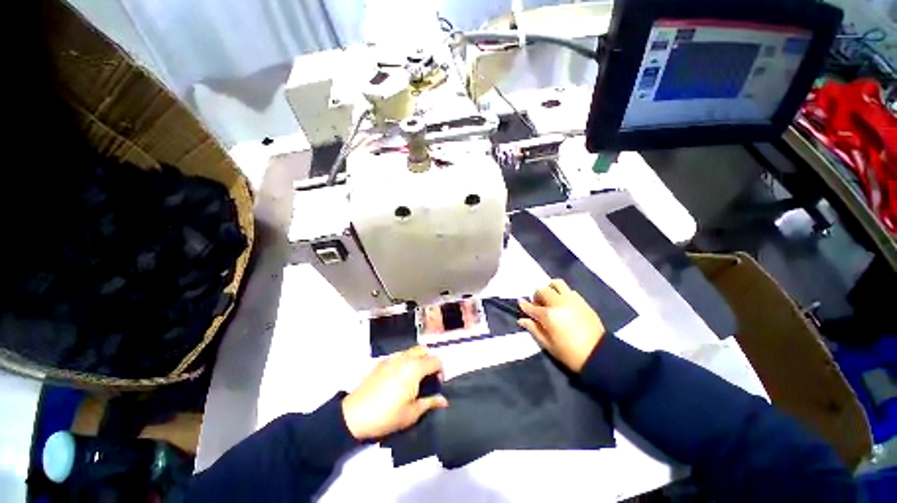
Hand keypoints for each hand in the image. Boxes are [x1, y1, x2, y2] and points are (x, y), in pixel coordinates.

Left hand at [342, 346, 448, 440]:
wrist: (354, 415)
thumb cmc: (386, 415)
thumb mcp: (411, 413)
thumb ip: (430, 403)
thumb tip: (443, 401)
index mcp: (415, 368)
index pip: (436, 361)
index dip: (441, 371)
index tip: (437, 384)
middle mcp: (405, 358)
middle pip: (424, 351)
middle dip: (429, 362)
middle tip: (427, 379)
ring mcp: (392, 358)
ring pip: (411, 351)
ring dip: (417, 360)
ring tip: (413, 378)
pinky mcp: (381, 362)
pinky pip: (399, 356)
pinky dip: (405, 361)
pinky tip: (399, 378)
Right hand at [518, 279, 605, 371]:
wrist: (599, 355)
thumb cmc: (569, 353)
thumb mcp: (547, 345)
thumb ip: (533, 329)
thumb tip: (522, 320)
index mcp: (548, 315)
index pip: (531, 306)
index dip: (524, 305)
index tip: (520, 303)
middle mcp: (558, 303)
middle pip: (542, 289)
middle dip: (537, 296)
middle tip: (538, 305)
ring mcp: (571, 300)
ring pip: (556, 283)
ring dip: (550, 289)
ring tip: (550, 299)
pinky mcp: (582, 301)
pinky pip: (569, 290)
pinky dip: (562, 293)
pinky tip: (563, 303)